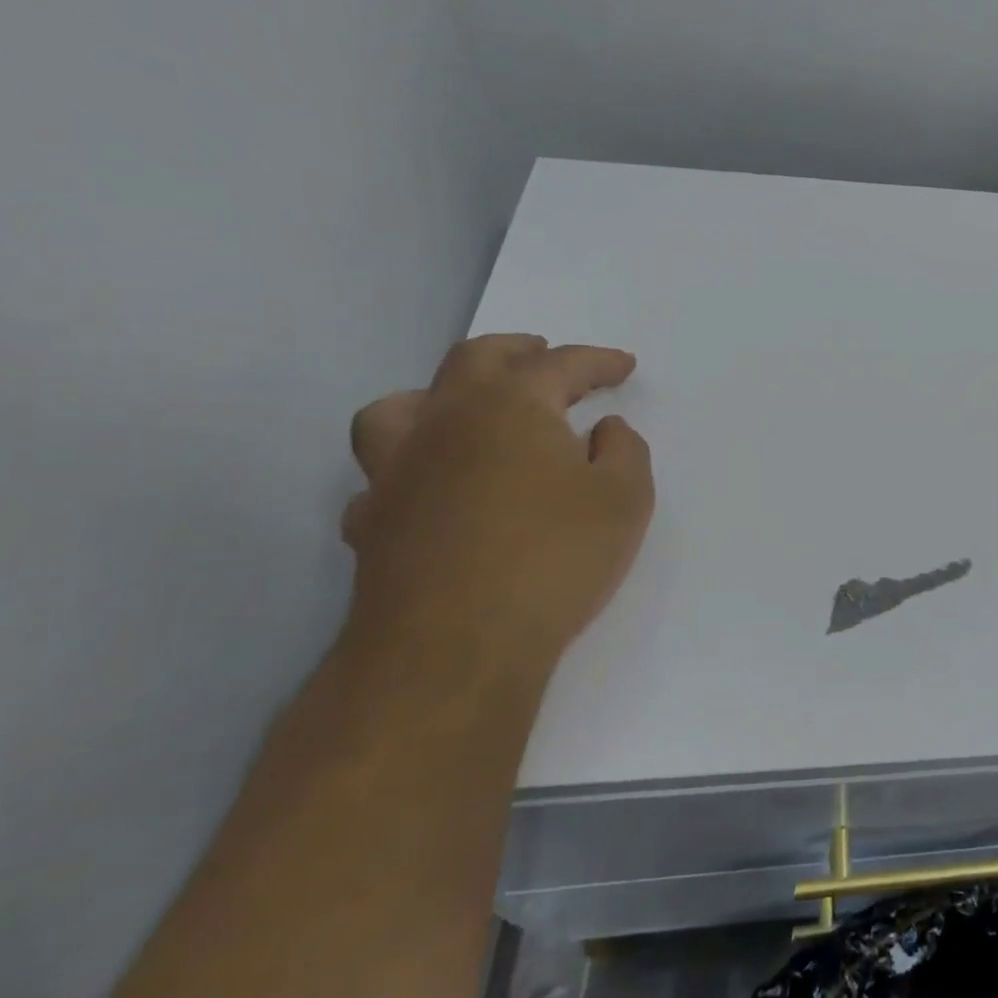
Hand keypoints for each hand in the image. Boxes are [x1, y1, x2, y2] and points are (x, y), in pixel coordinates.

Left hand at [342, 334, 653, 674]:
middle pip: (474, 361)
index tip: (624, 364)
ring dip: (440, 396)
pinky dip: (412, 470)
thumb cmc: (555, 558)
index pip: (560, 365)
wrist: (455, 646)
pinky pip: (383, 478)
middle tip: (544, 354)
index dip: (597, 361)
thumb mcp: (625, 499)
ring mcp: (397, 472)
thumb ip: (623, 451)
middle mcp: (444, 422)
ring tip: (467, 410)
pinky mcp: (372, 522)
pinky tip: (433, 491)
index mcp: (509, 406)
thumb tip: (603, 430)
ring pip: (401, 407)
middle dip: (517, 351)